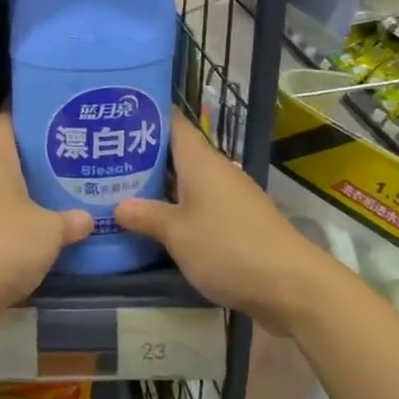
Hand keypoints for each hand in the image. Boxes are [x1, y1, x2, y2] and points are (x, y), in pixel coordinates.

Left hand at [0, 112, 91, 321]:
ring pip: (10, 187)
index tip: (57, 103)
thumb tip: (88, 217)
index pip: (7, 119)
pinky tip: (52, 224)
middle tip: (78, 147)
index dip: (28, 107)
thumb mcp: (48, 230)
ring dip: (35, 188)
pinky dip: (26, 218)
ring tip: (72, 184)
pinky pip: (5, 217)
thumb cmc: (1, 244)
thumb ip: (70, 220)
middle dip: (41, 151)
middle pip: (12, 153)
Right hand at [115, 110, 328, 325]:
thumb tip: (118, 206)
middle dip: (143, 154)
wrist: (293, 286)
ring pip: (188, 181)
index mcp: (201, 161)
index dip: (146, 113)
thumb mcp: (177, 234)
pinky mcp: (239, 222)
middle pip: (177, 153)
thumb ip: (146, 216)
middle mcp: (217, 171)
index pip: (172, 122)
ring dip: (159, 185)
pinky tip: (156, 221)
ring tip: (120, 188)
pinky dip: (178, 208)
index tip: (115, 112)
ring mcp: (231, 197)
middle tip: (104, 156)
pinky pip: (201, 205)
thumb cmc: (228, 248)